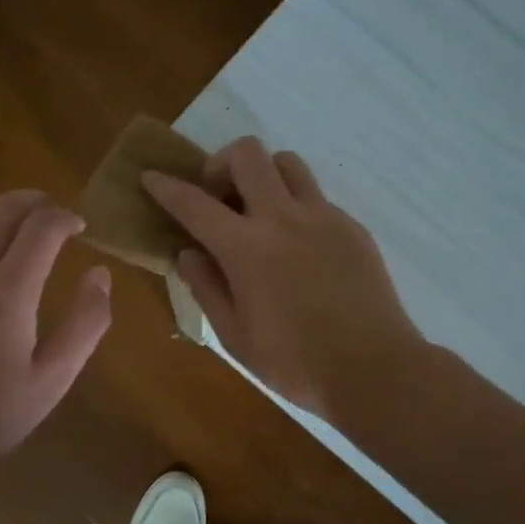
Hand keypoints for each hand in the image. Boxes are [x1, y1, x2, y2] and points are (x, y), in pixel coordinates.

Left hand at [0, 191, 112, 468]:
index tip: (79, 227)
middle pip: (2, 209)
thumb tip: (100, 273)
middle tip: (51, 214)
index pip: (42, 227)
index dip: (65, 218)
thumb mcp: (55, 377)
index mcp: (9, 290)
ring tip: (11, 229)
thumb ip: (86, 322)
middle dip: (33, 202)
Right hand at [143, 138, 423, 419]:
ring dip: (264, 175)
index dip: (166, 186)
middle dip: (221, 163)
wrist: (373, 369)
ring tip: (260, 211)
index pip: (194, 203)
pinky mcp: (353, 227)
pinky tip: (298, 246)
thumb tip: (187, 253)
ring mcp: (324, 217)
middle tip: (219, 198)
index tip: (151, 176)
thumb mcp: (235, 335)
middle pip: (248, 154)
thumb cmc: (294, 362)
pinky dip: (295, 206)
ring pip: (288, 162)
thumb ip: (206, 287)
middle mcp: (283, 218)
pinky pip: (316, 197)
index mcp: (247, 248)